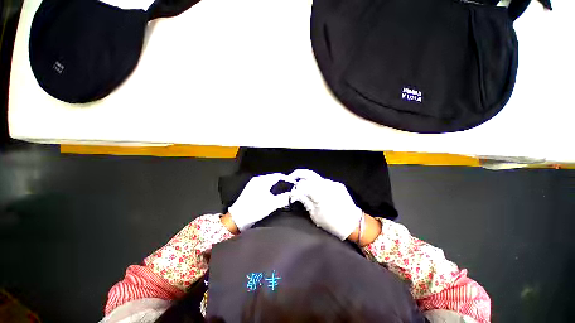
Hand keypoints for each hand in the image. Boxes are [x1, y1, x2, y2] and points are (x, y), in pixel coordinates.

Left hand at [228, 173, 292, 231]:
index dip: (287, 179)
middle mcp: (258, 179)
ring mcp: (253, 183)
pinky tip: (273, 191)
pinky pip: (264, 183)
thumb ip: (284, 198)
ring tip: (284, 188)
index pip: (278, 176)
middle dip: (282, 181)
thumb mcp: (271, 204)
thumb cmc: (254, 210)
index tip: (294, 183)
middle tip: (290, 186)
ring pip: (268, 180)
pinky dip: (270, 186)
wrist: (237, 218)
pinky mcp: (251, 188)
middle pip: (273, 177)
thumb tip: (293, 195)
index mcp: (262, 181)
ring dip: (276, 183)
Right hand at [289, 169, 362, 239]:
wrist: (354, 224)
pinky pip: (324, 181)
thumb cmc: (333, 223)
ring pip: (316, 177)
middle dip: (298, 174)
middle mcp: (326, 185)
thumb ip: (305, 201)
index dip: (295, 189)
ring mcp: (333, 183)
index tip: (292, 193)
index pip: (302, 185)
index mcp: (319, 194)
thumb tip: (296, 194)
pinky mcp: (338, 184)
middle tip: (292, 178)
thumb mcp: (315, 215)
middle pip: (308, 173)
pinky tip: (317, 191)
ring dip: (308, 180)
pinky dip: (318, 184)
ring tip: (305, 187)